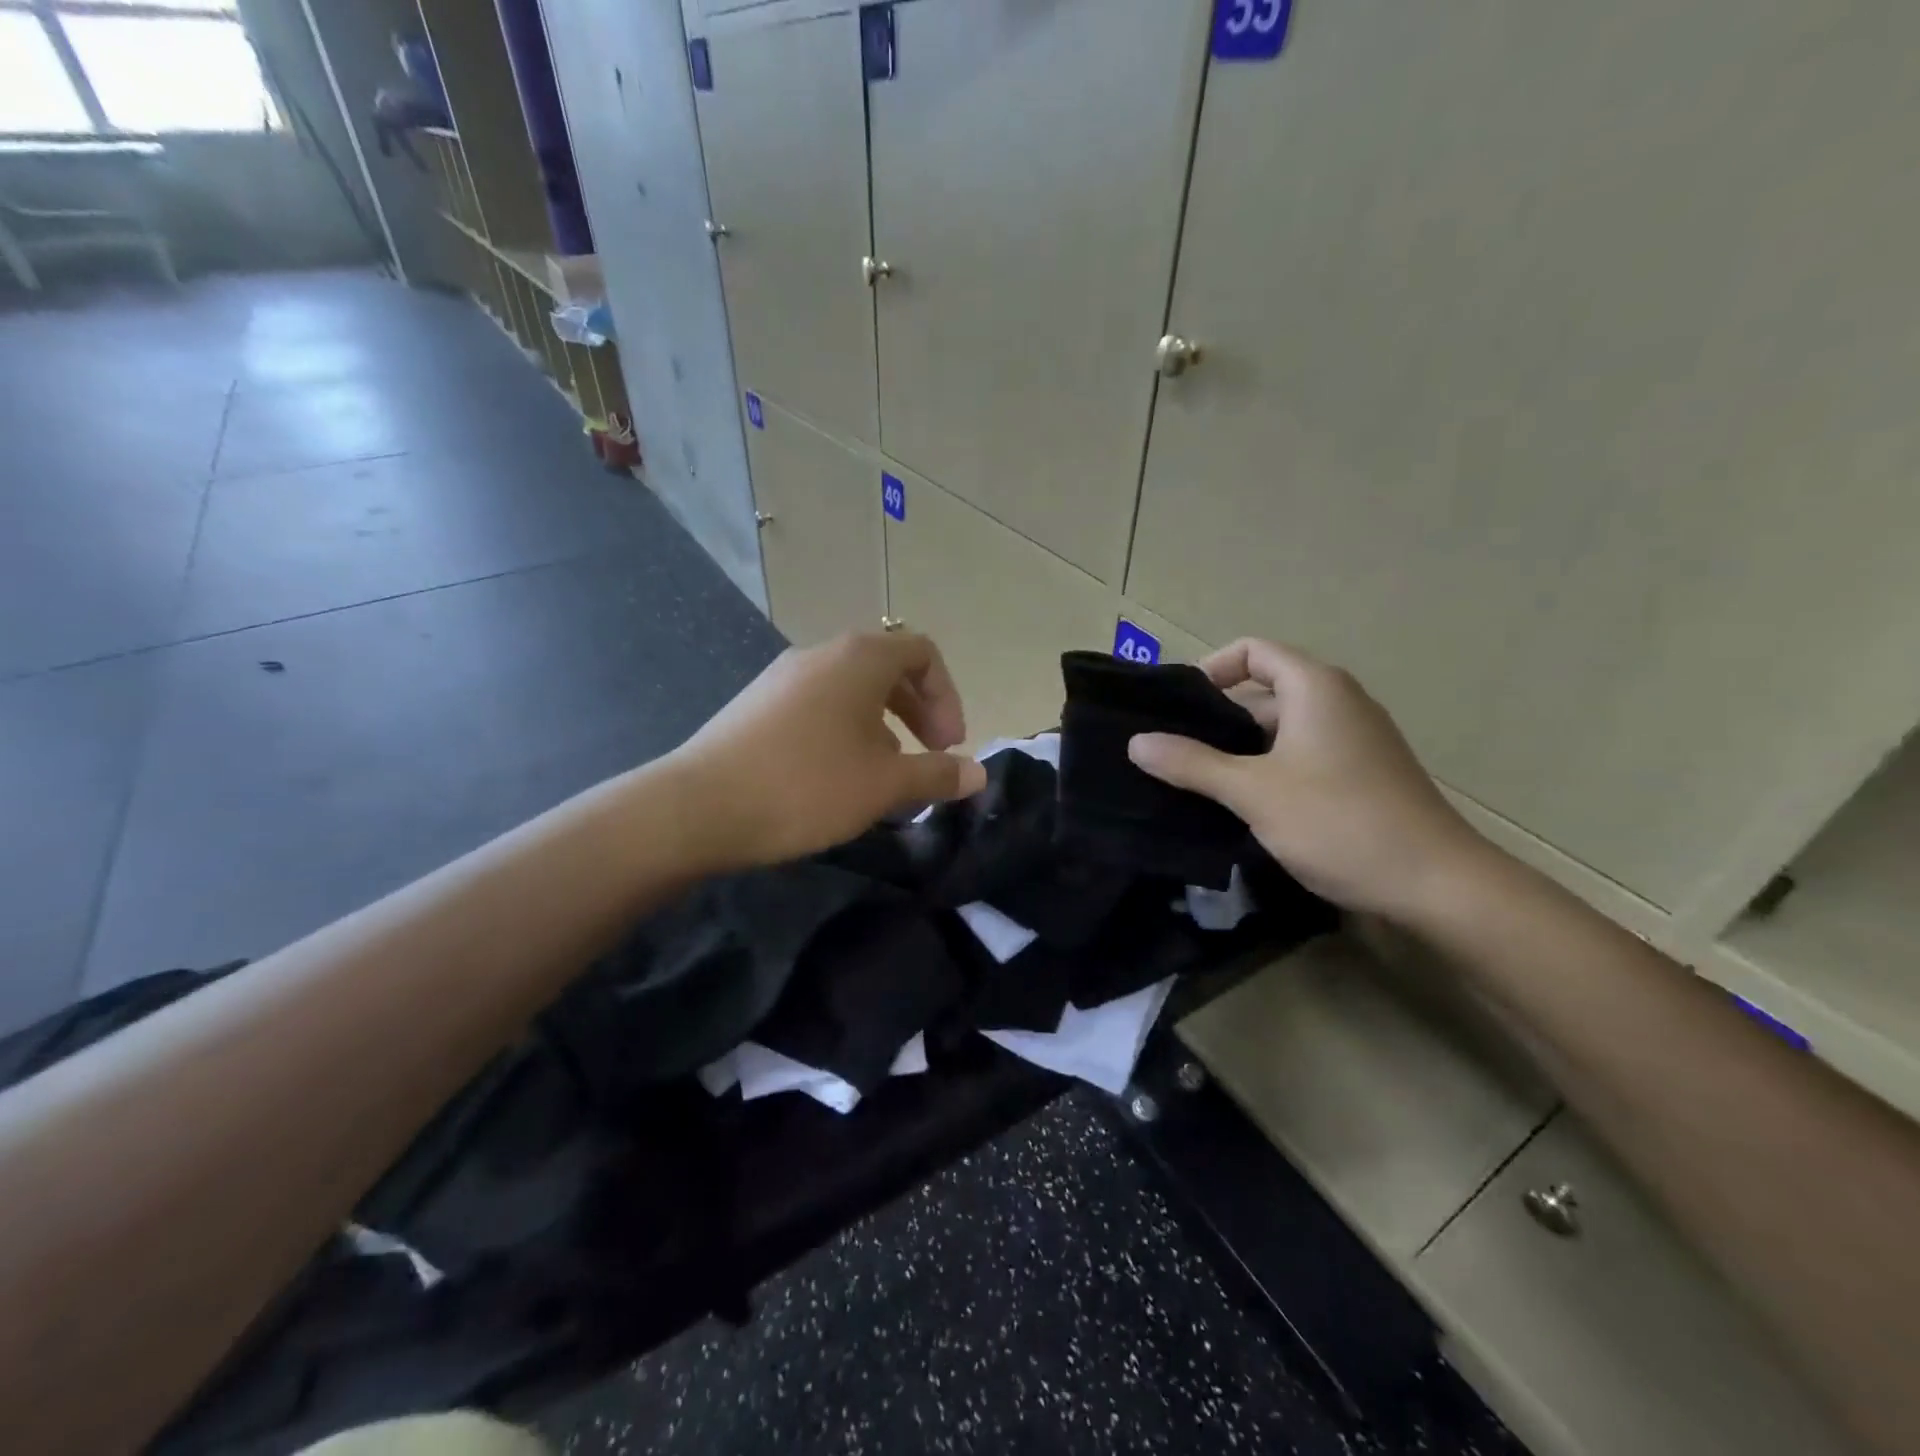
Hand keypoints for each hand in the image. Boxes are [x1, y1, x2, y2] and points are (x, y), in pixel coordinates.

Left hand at [665, 631, 987, 870]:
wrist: (698, 807)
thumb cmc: (806, 785)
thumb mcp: (884, 785)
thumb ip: (937, 774)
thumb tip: (977, 773)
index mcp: (859, 659)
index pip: (922, 652)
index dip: (947, 696)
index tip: (949, 744)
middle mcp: (821, 654)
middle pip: (887, 668)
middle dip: (919, 710)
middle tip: (931, 755)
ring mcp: (783, 677)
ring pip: (851, 689)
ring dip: (884, 724)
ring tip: (886, 772)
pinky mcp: (756, 704)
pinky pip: (818, 705)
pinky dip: (845, 729)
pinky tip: (836, 776)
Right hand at [1128, 639, 1486, 920]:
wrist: (1437, 884)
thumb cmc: (1339, 822)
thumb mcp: (1253, 792)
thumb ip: (1192, 764)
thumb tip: (1136, 743)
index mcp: (1316, 688)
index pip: (1252, 651)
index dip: (1211, 669)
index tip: (1178, 709)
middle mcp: (1339, 702)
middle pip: (1264, 689)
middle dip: (1218, 717)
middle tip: (1175, 750)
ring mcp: (1355, 740)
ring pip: (1282, 728)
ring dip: (1240, 749)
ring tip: (1198, 781)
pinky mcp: (1362, 774)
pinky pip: (1302, 755)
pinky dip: (1268, 768)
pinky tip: (1244, 806)